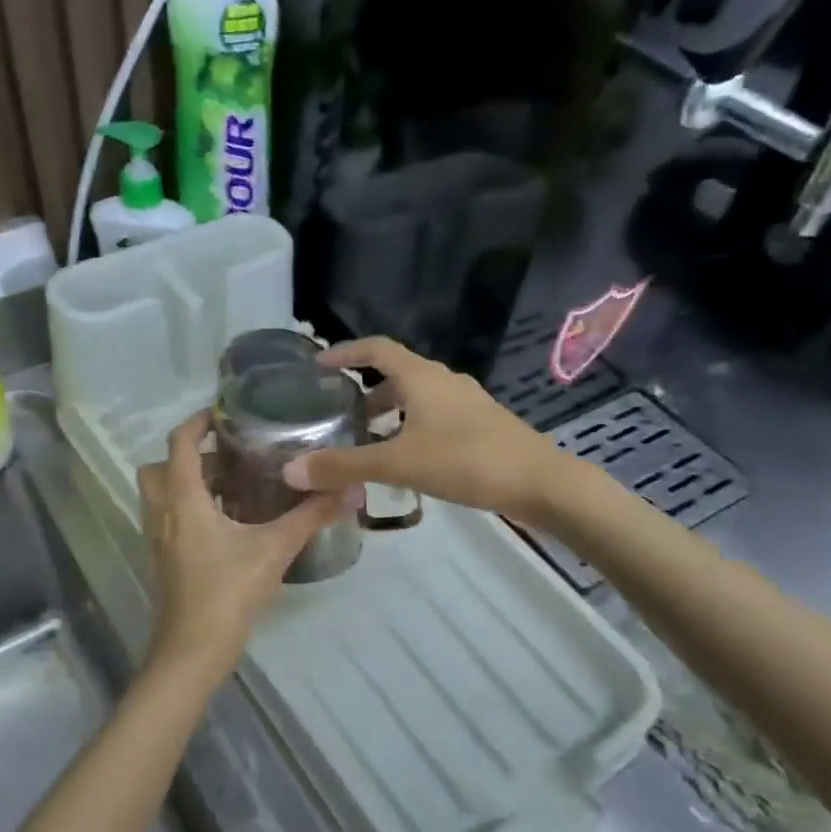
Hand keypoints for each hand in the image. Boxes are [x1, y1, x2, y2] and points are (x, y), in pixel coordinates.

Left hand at [138, 411, 345, 684]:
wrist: (192, 652)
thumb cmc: (228, 593)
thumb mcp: (274, 550)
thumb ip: (311, 517)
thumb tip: (350, 491)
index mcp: (183, 499)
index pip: (181, 443)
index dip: (198, 421)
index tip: (224, 413)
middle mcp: (162, 512)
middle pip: (160, 466)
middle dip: (190, 455)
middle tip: (229, 456)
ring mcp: (158, 538)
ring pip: (161, 494)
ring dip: (188, 482)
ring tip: (233, 486)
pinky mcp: (163, 559)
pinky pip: (168, 518)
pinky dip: (189, 508)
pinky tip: (227, 523)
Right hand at [280, 337, 567, 520]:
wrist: (540, 482)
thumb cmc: (466, 461)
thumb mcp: (398, 463)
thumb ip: (344, 466)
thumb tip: (290, 470)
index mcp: (422, 377)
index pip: (376, 348)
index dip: (345, 351)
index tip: (318, 364)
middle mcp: (443, 381)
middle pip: (396, 374)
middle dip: (364, 390)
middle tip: (337, 413)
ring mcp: (466, 403)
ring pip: (416, 399)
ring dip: (388, 413)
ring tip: (365, 440)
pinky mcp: (480, 426)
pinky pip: (434, 417)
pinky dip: (410, 429)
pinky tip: (405, 460)